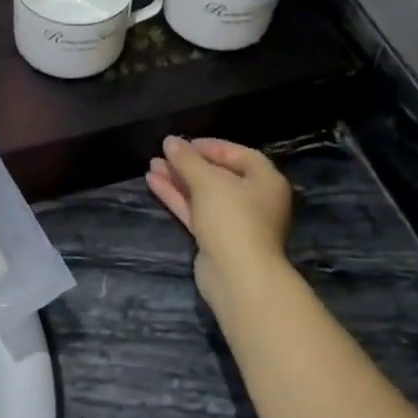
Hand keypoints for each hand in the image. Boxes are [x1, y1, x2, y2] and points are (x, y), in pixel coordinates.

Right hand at [146, 137, 293, 304]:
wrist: (238, 277)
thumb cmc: (232, 219)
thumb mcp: (208, 182)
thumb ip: (187, 159)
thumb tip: (170, 141)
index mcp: (266, 182)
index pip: (240, 155)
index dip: (212, 146)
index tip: (185, 143)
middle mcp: (254, 200)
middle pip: (219, 175)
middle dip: (190, 164)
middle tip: (164, 153)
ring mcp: (235, 222)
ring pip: (204, 194)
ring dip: (179, 179)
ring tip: (152, 165)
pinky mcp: (216, 239)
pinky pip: (196, 211)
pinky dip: (178, 197)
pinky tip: (154, 182)